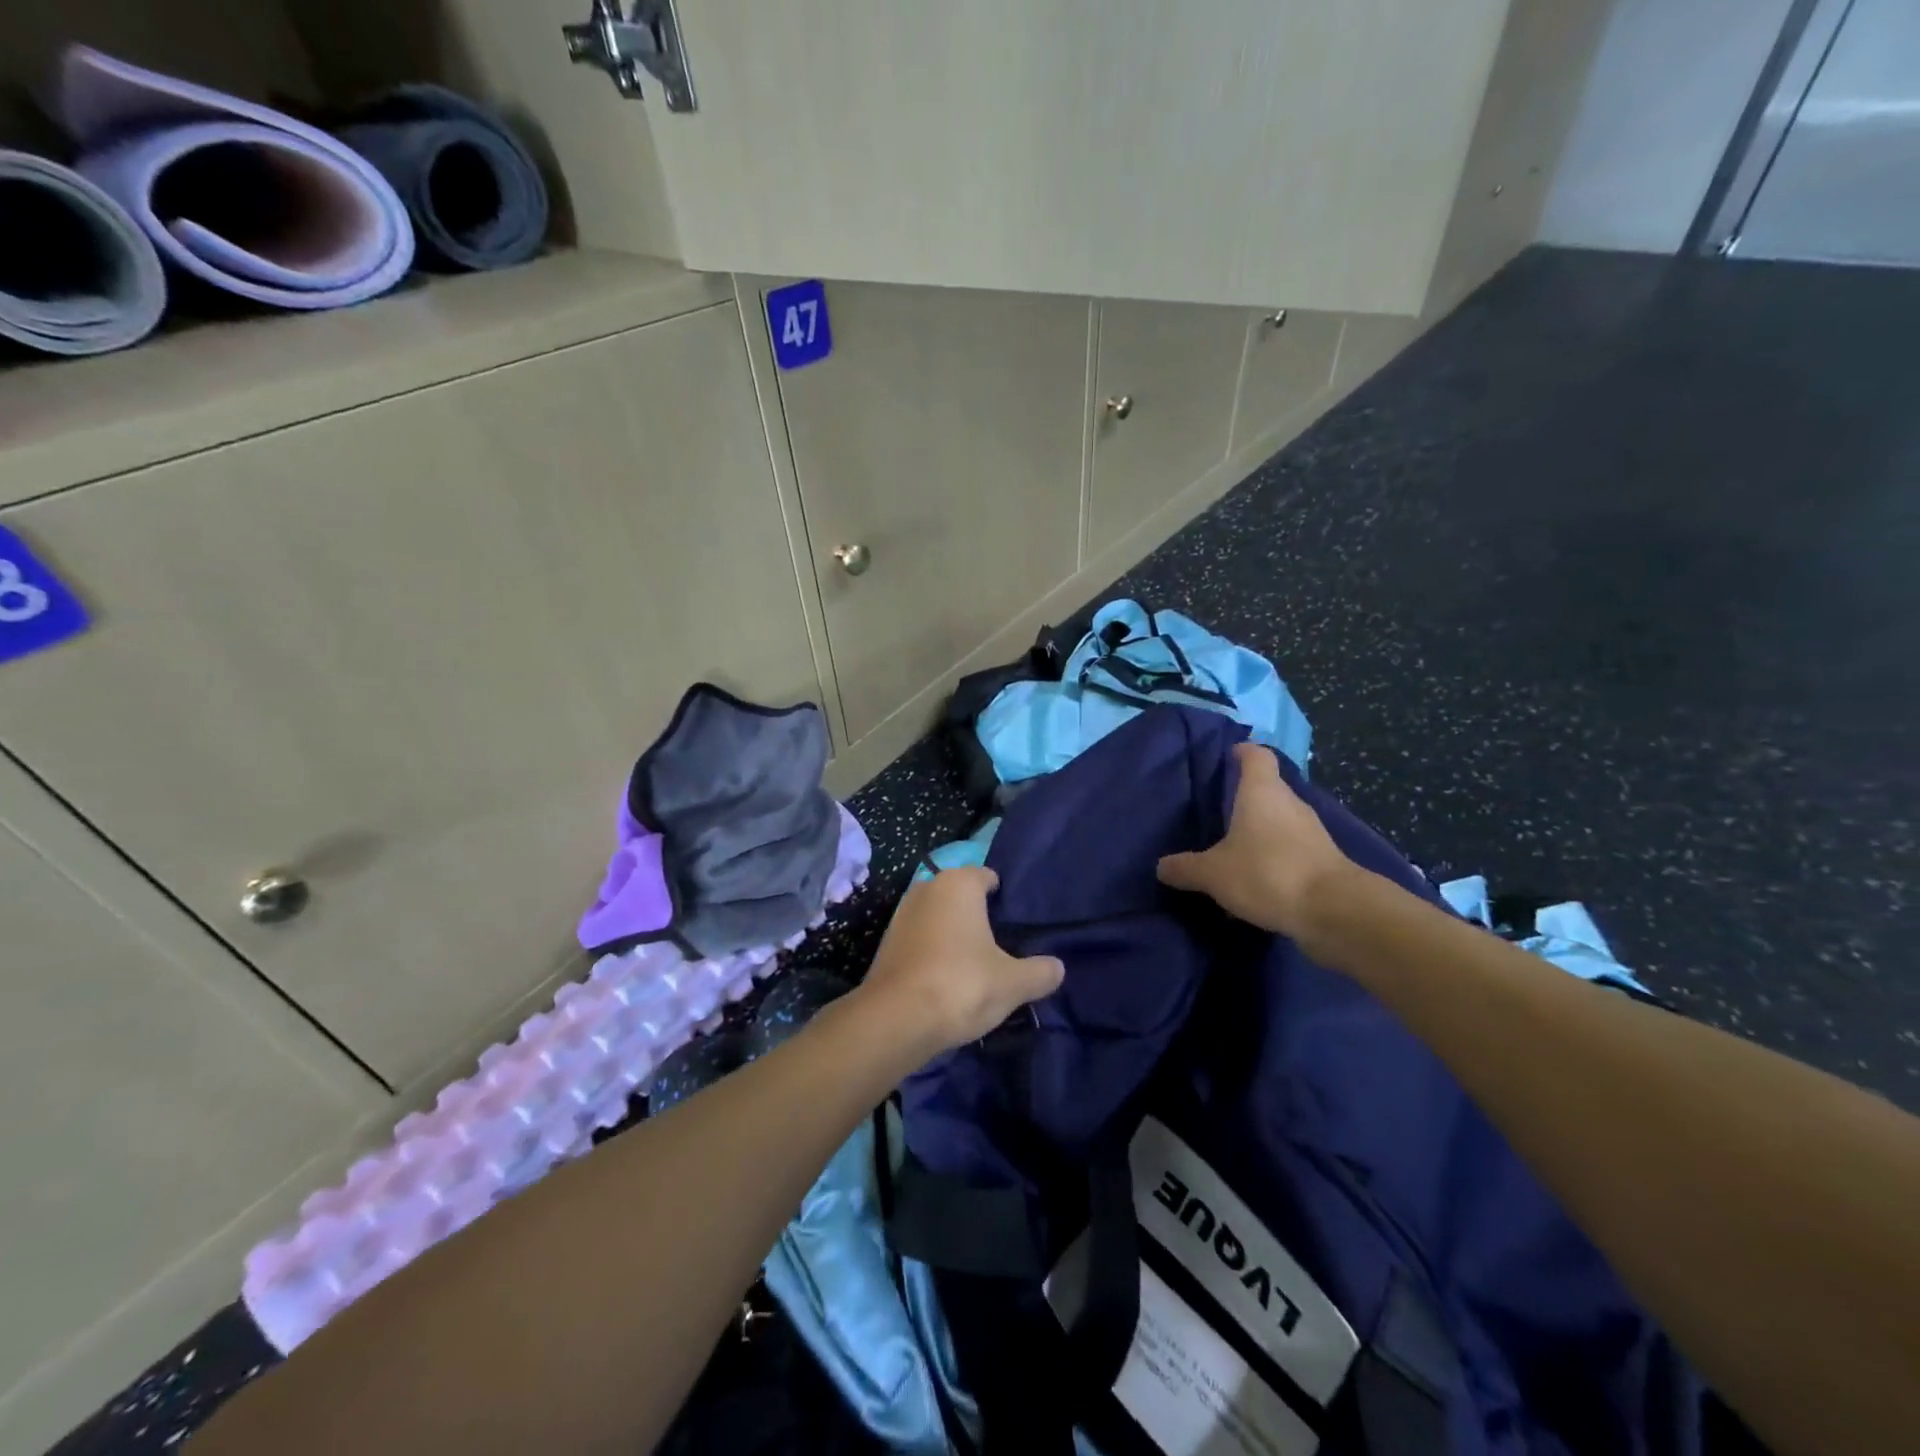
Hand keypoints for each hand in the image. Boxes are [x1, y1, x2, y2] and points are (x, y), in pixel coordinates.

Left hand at [857, 867, 1064, 1055]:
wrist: (896, 1020)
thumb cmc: (961, 984)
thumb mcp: (1013, 983)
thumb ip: (1040, 972)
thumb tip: (1057, 968)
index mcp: (958, 884)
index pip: (987, 877)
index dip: (1004, 897)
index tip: (1018, 924)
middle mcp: (927, 889)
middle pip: (961, 897)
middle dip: (978, 916)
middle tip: (1002, 946)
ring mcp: (901, 915)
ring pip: (938, 919)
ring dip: (953, 936)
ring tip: (976, 966)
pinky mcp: (885, 944)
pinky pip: (920, 941)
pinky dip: (933, 953)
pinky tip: (947, 979)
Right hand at [1156, 742, 1354, 937]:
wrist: (1336, 912)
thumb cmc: (1267, 873)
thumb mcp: (1213, 874)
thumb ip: (1185, 868)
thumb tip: (1162, 866)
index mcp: (1262, 792)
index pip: (1256, 755)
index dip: (1241, 752)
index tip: (1225, 757)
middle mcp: (1290, 803)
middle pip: (1267, 789)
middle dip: (1243, 799)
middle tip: (1215, 812)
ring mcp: (1311, 832)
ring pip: (1279, 822)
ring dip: (1259, 832)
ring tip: (1231, 850)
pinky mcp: (1323, 861)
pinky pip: (1290, 850)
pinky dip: (1273, 859)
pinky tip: (1255, 880)